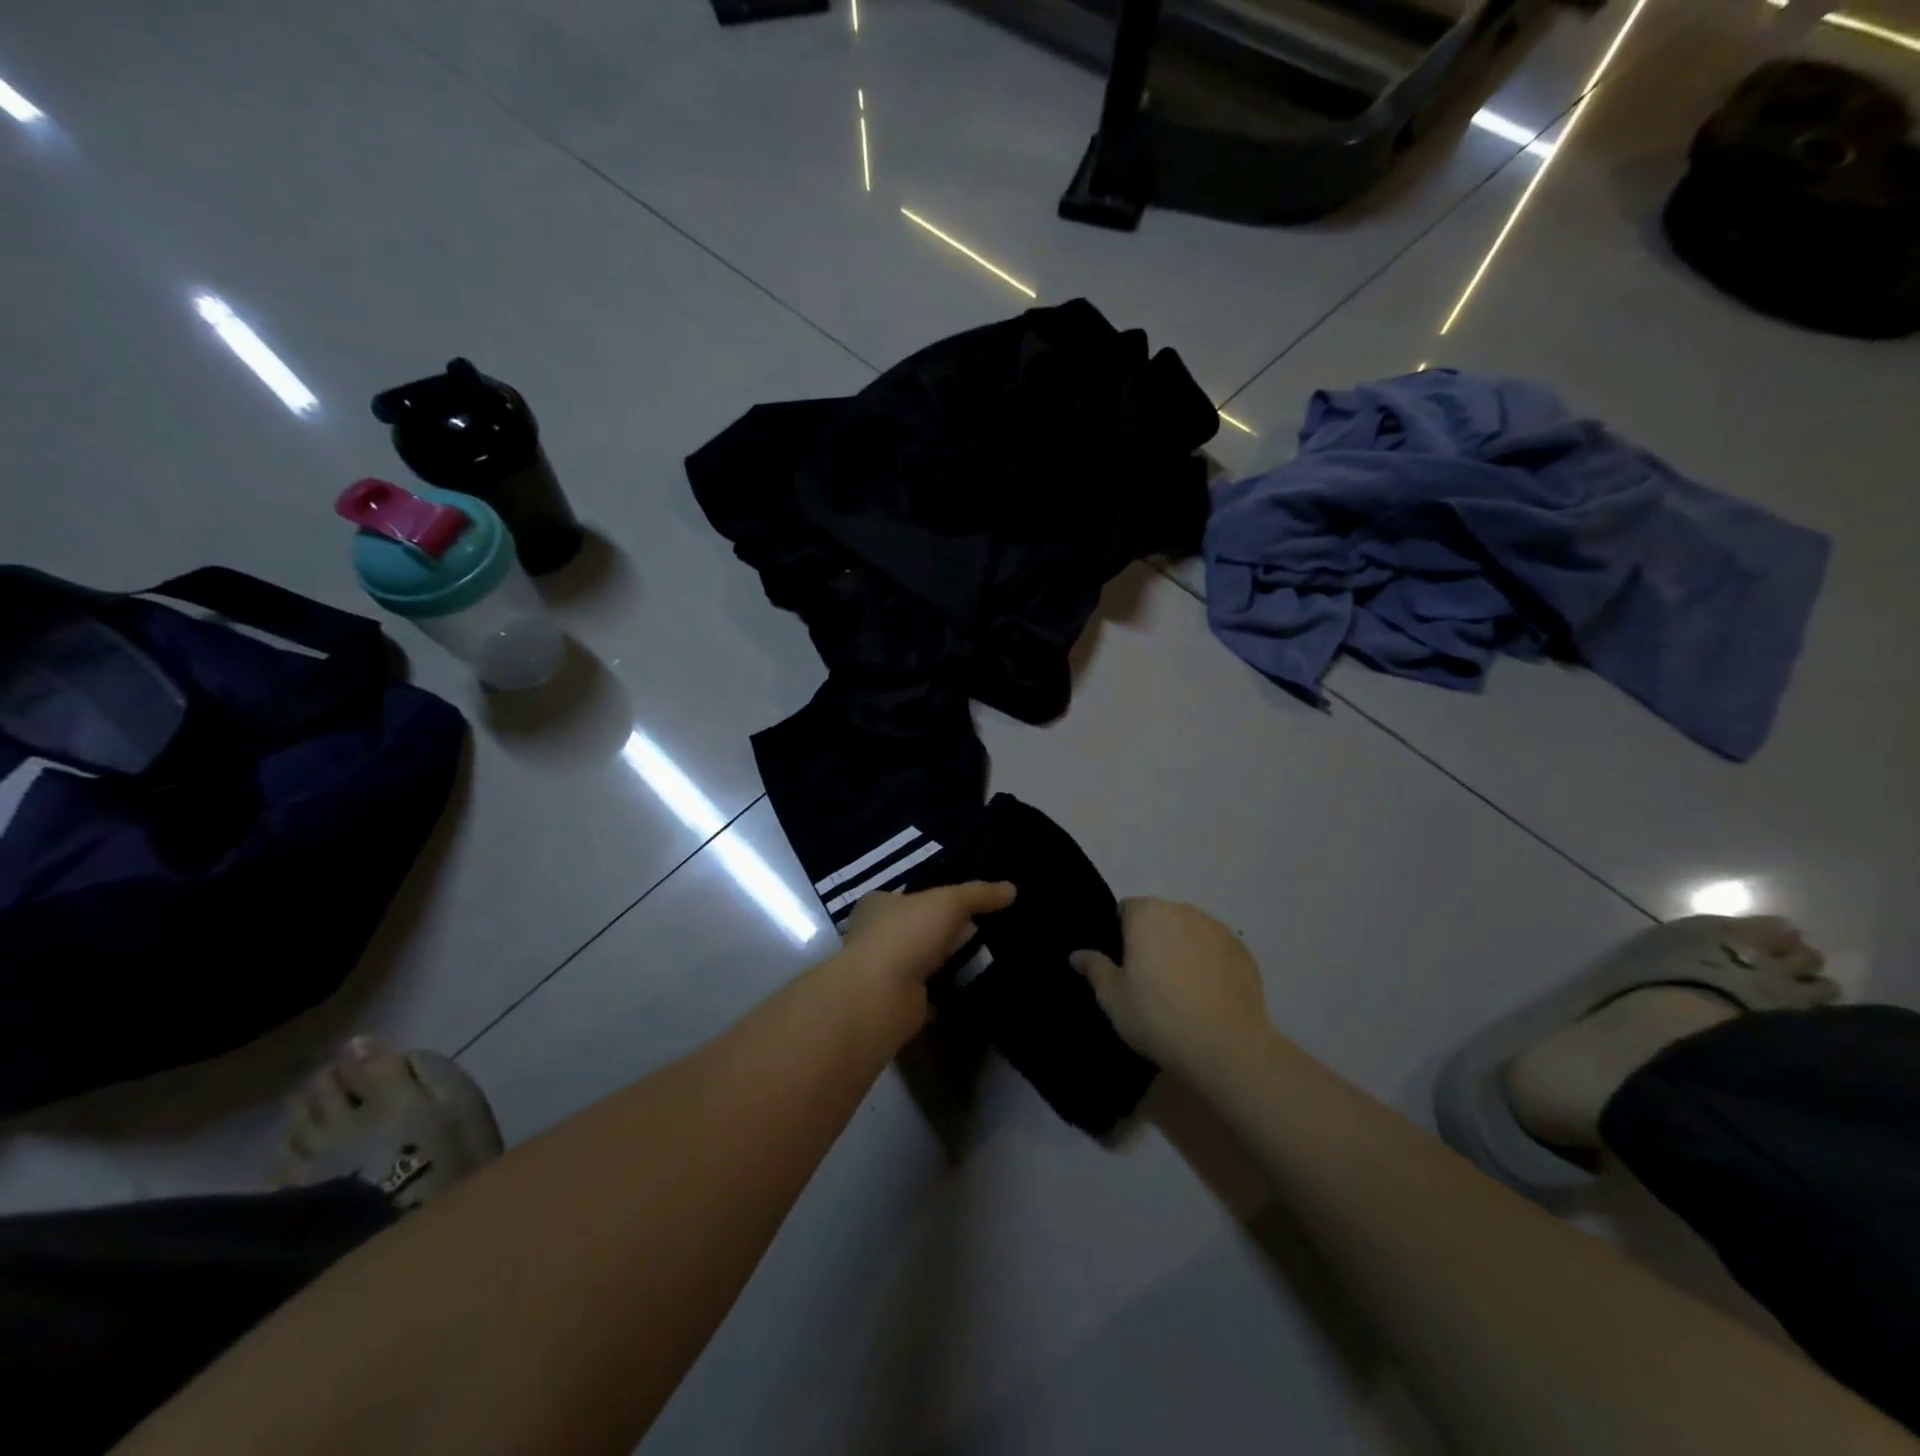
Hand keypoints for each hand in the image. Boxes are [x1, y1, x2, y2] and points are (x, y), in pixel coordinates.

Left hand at [837, 880, 1015, 1041]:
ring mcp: (883, 972)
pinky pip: (927, 993)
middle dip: (942, 933)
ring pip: (921, 962)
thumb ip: (978, 894)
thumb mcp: (948, 903)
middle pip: (915, 929)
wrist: (881, 996)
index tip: (964, 905)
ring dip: (944, 964)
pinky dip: (944, 993)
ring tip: (982, 960)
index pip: (907, 897)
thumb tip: (1011, 889)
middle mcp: (874, 936)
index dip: (933, 899)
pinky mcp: (895, 1003)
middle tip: (980, 933)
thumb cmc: (906, 935)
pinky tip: (969, 989)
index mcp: (877, 905)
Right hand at [1071, 898, 1269, 1072]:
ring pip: (1189, 932)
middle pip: (1159, 918)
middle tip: (1148, 981)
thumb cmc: (1158, 1017)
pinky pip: (1216, 950)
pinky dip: (1209, 963)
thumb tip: (1077, 954)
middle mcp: (1183, 911)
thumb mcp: (1113, 998)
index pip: (1125, 910)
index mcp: (1147, 914)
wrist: (1226, 1047)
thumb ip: (1095, 968)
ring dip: (1182, 949)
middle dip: (1152, 940)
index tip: (1123, 966)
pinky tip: (1207, 996)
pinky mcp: (1243, 951)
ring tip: (1181, 991)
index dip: (1120, 935)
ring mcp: (1217, 929)